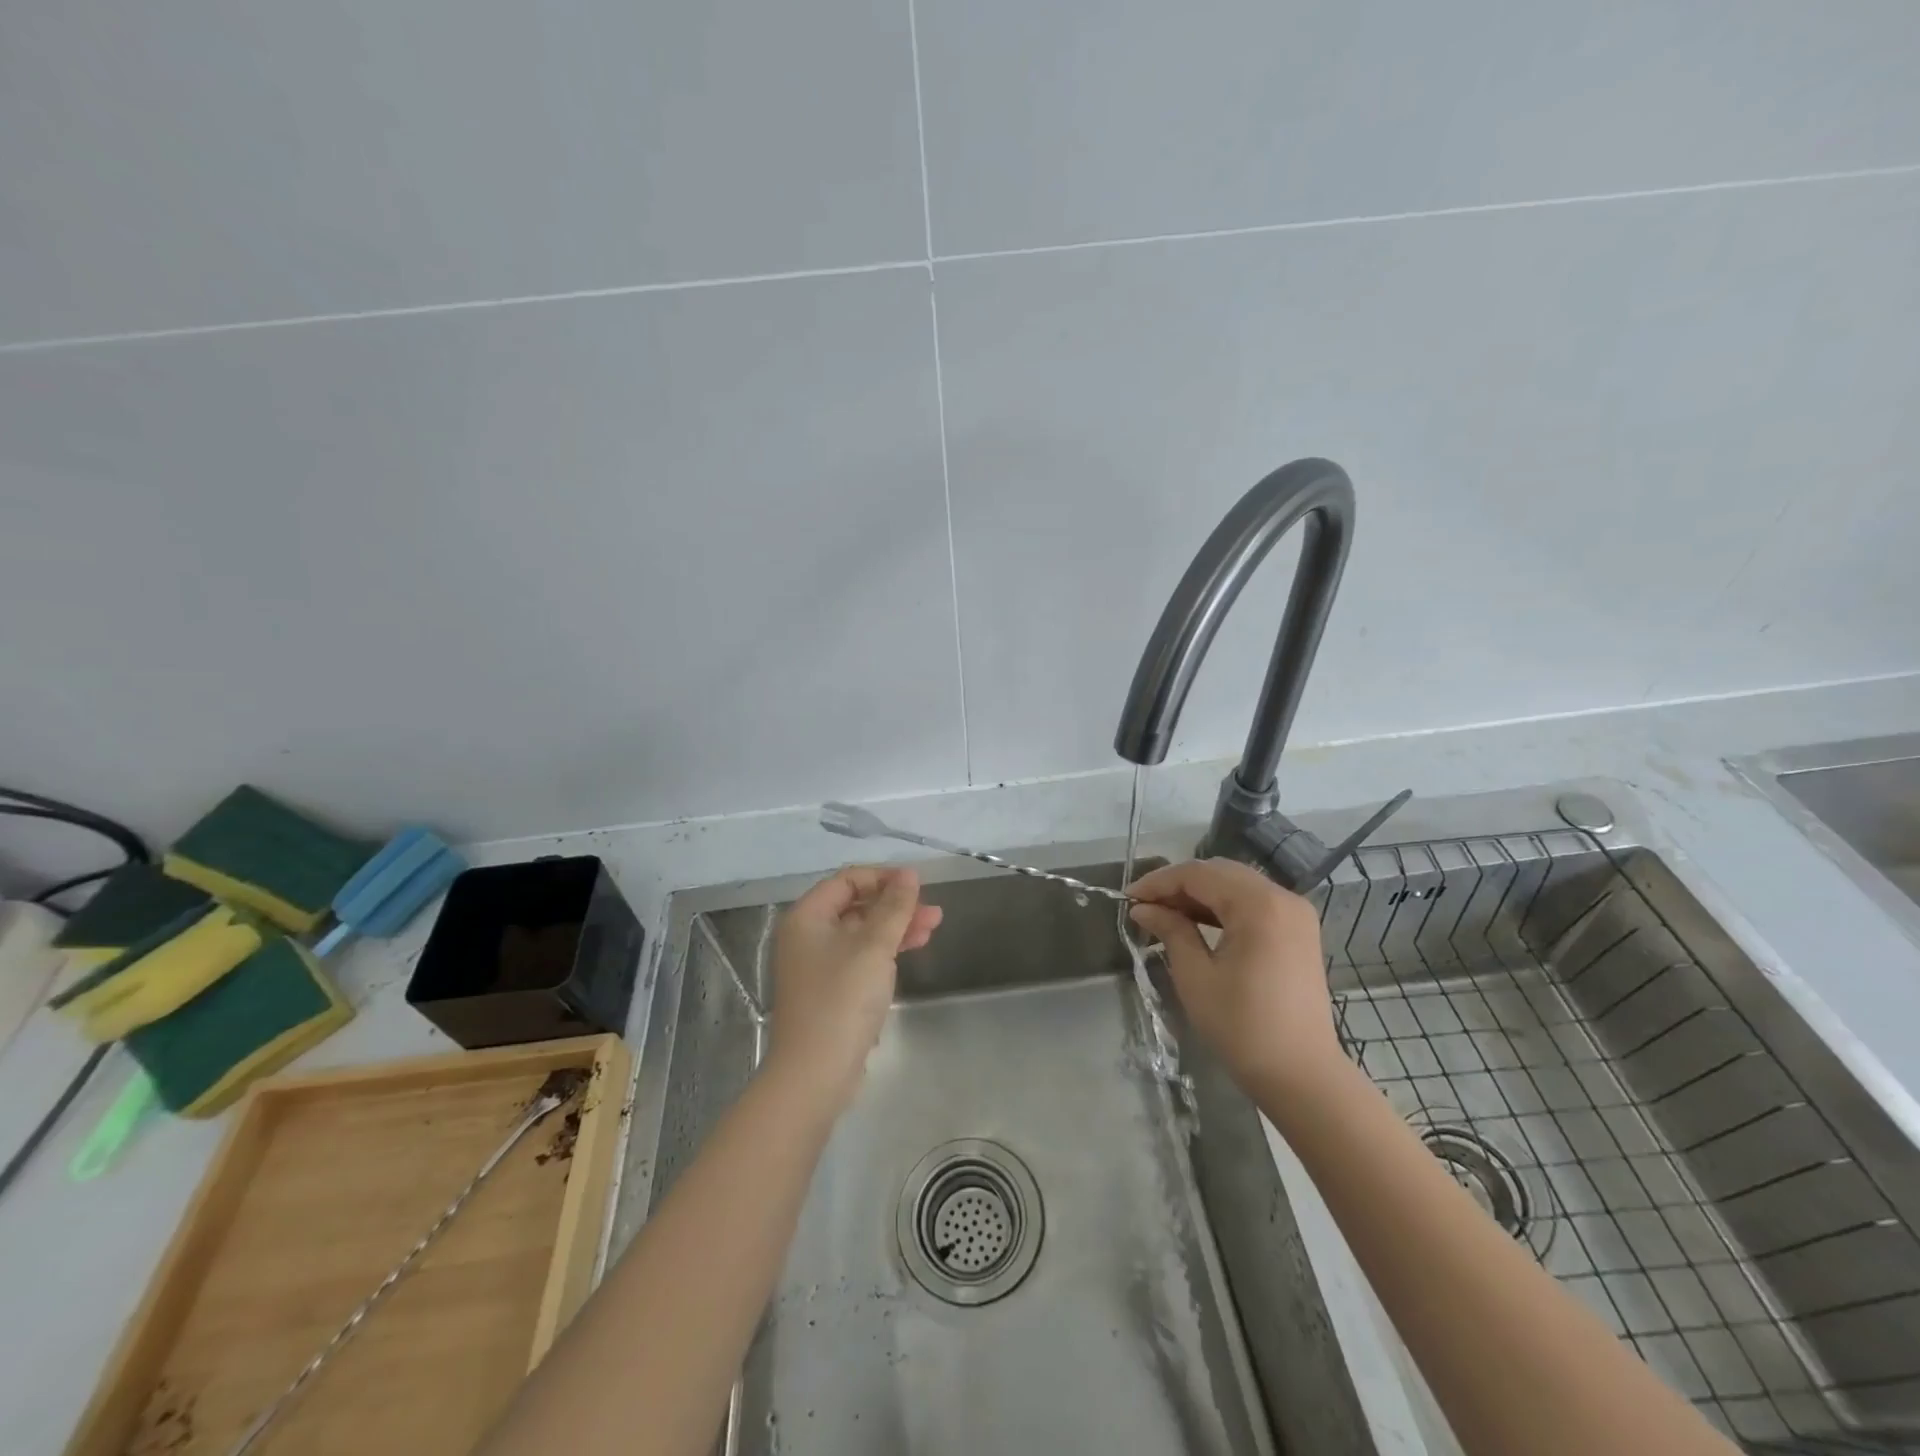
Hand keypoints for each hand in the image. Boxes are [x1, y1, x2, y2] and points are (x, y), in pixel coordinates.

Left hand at [766, 865, 941, 1105]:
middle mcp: (807, 935)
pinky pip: (860, 957)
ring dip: (896, 927)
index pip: (847, 880)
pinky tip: (912, 950)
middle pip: (856, 905)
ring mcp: (817, 965)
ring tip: (933, 928)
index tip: (918, 885)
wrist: (815, 1073)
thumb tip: (909, 874)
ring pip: (861, 932)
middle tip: (933, 912)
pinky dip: (885, 950)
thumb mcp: (874, 946)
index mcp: (807, 917)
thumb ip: (894, 907)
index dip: (883, 877)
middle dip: (895, 905)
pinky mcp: (830, 990)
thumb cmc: (842, 999)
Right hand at [1127, 858, 1345, 1097]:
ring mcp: (1295, 913)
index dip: (1159, 882)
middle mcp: (1282, 898)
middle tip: (1145, 905)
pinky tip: (1197, 922)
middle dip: (1178, 884)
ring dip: (1199, 894)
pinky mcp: (1298, 931)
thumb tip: (1143, 908)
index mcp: (1259, 905)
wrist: (1302, 1075)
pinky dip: (1223, 906)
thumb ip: (1170, 931)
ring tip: (1165, 914)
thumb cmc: (1243, 1027)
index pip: (1199, 874)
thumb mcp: (1196, 976)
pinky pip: (1253, 902)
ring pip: (1236, 884)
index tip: (1128, 898)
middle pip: (1219, 872)